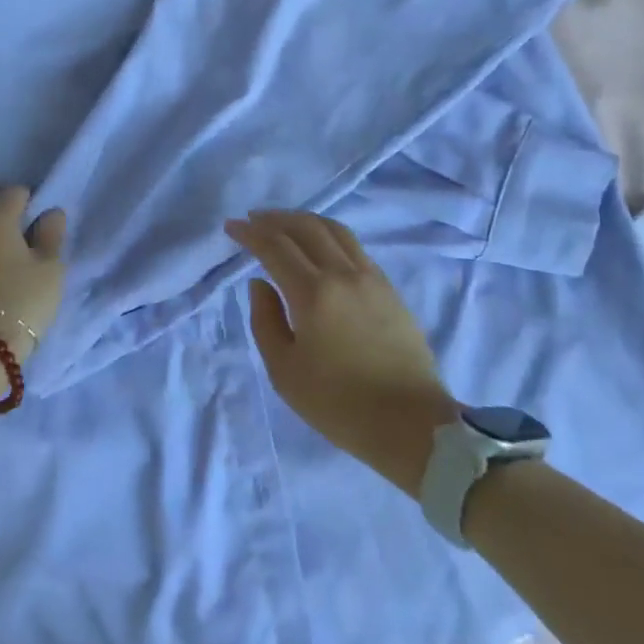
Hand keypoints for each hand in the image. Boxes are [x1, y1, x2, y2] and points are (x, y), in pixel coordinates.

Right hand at [227, 210, 460, 497]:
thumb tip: (260, 284)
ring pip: (335, 231)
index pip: (275, 246)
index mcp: (313, 293)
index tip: (231, 227)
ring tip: (285, 224)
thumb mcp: (285, 371)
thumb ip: (266, 321)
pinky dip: (329, 235)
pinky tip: (320, 247)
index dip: (250, 233)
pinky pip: (354, 247)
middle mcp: (343, 274)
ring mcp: (372, 278)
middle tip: (253, 220)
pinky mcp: (390, 289)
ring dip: (304, 221)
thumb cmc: (339, 404)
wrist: (412, 424)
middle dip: (275, 219)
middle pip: (306, 227)